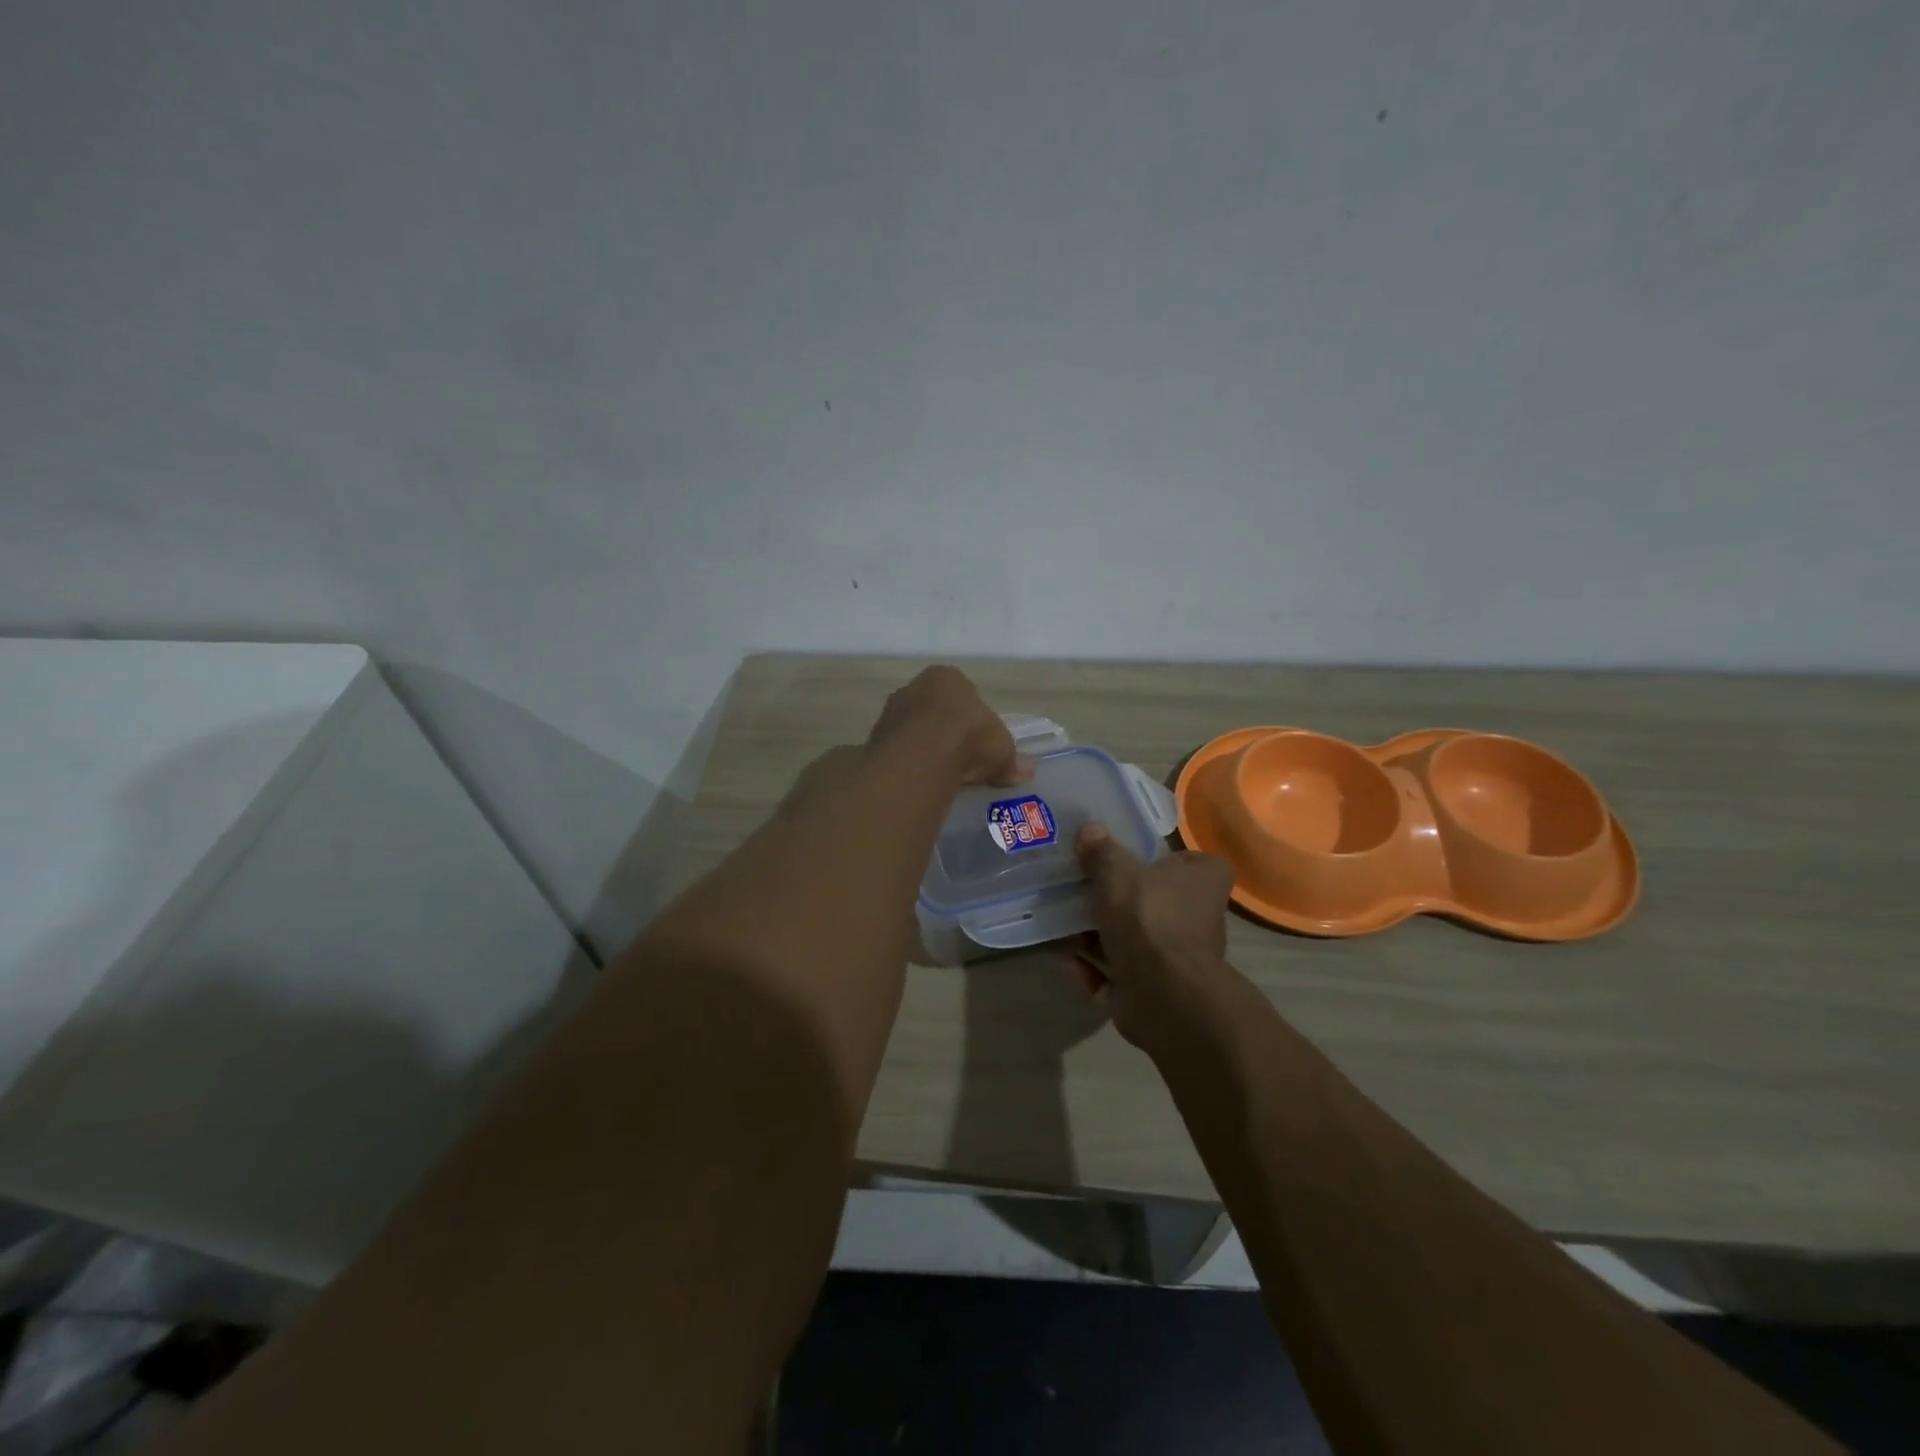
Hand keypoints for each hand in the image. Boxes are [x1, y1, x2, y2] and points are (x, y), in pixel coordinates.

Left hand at [866, 666, 1027, 786]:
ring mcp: (890, 712)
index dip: (969, 717)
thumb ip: (1011, 759)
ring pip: (910, 730)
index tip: (976, 741)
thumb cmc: (968, 737)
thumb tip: (1027, 770)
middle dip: (942, 732)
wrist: (922, 754)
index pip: (959, 693)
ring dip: (921, 748)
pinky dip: (907, 763)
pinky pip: (896, 751)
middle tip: (957, 758)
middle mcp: (913, 688)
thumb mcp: (1001, 748)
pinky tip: (919, 780)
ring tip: (938, 774)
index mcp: (946, 678)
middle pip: (931, 710)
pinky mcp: (874, 739)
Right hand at [1067, 823, 1237, 1050]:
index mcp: (1203, 882)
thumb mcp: (1117, 872)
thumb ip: (1102, 851)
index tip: (1133, 856)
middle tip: (1080, 888)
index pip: (1193, 862)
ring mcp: (1176, 959)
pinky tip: (1066, 961)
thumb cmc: (1148, 917)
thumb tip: (1090, 831)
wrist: (1163, 994)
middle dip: (1116, 901)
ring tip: (1061, 925)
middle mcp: (1196, 919)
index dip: (1166, 858)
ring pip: (1132, 940)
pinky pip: (1118, 975)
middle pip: (1153, 901)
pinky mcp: (1155, 991)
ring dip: (1097, 937)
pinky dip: (1093, 970)